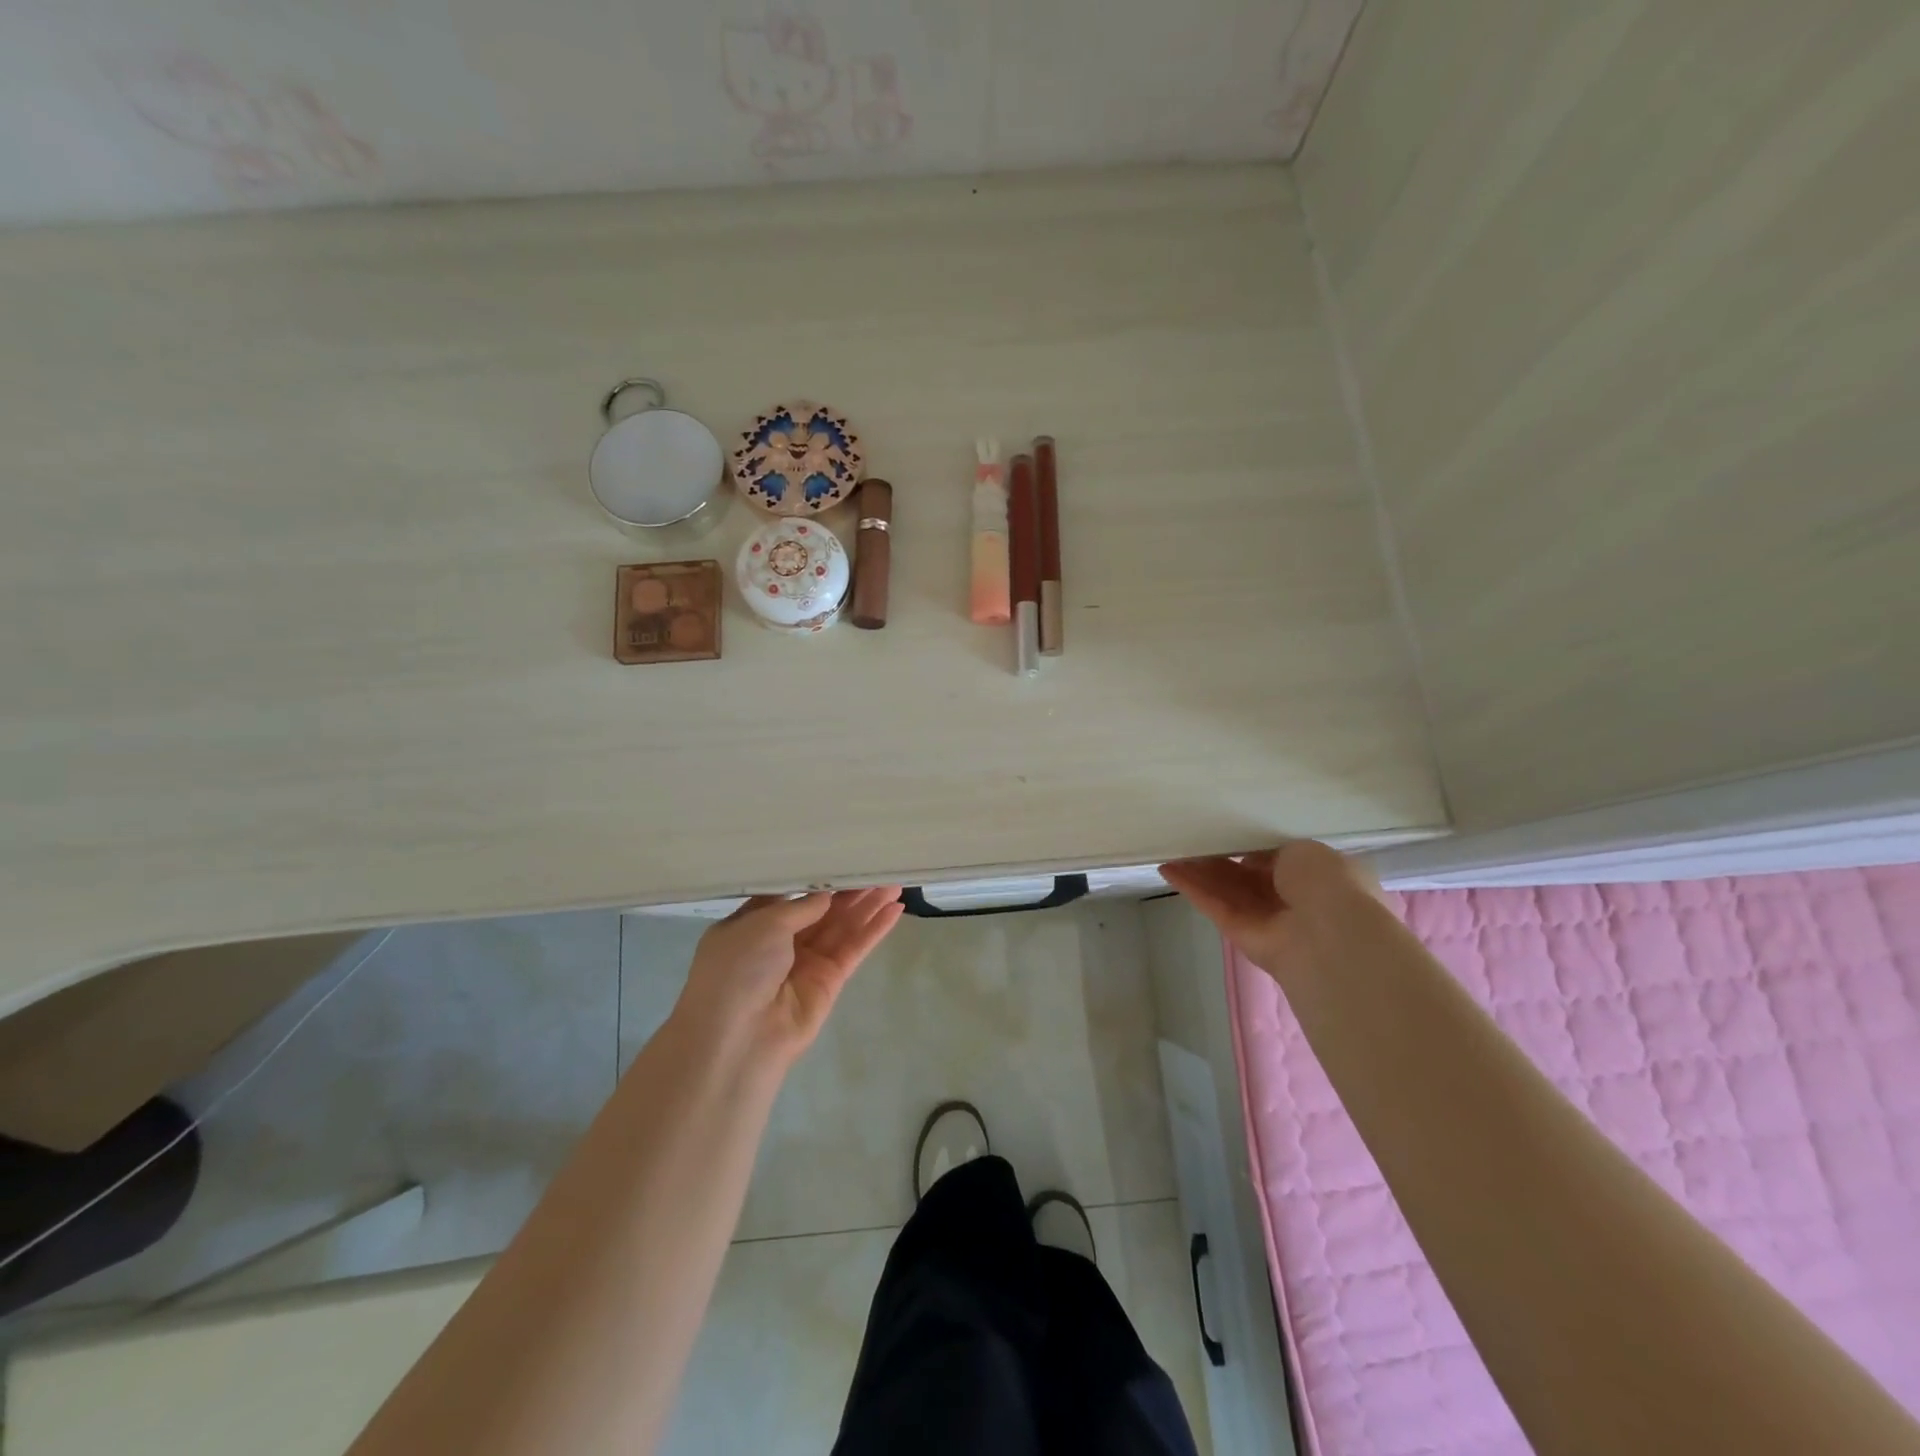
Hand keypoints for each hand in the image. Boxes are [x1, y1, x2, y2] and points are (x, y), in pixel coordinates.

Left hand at [671, 887, 904, 1068]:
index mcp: (751, 926)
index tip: (840, 856)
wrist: (738, 1038)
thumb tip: (826, 894)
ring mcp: (806, 963)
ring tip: (895, 881)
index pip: (788, 895)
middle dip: (848, 889)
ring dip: (868, 905)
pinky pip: (854, 948)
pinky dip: (874, 930)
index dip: (814, 878)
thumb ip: (800, 906)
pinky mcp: (830, 981)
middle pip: (821, 910)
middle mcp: (778, 943)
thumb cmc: (737, 970)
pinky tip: (895, 910)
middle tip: (877, 866)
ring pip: (842, 926)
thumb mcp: (762, 924)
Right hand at [1159, 841, 1381, 984]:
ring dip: (1200, 870)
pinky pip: (1214, 905)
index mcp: (1317, 878)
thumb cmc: (1328, 884)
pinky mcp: (1240, 933)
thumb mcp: (1305, 850)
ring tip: (1172, 847)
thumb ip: (1273, 850)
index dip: (1252, 846)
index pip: (1279, 859)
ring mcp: (1265, 919)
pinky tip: (1167, 868)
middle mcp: (1292, 900)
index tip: (1227, 829)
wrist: (1330, 938)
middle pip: (1247, 875)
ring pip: (1226, 889)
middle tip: (1192, 836)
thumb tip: (1251, 857)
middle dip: (1220, 857)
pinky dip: (1191, 887)